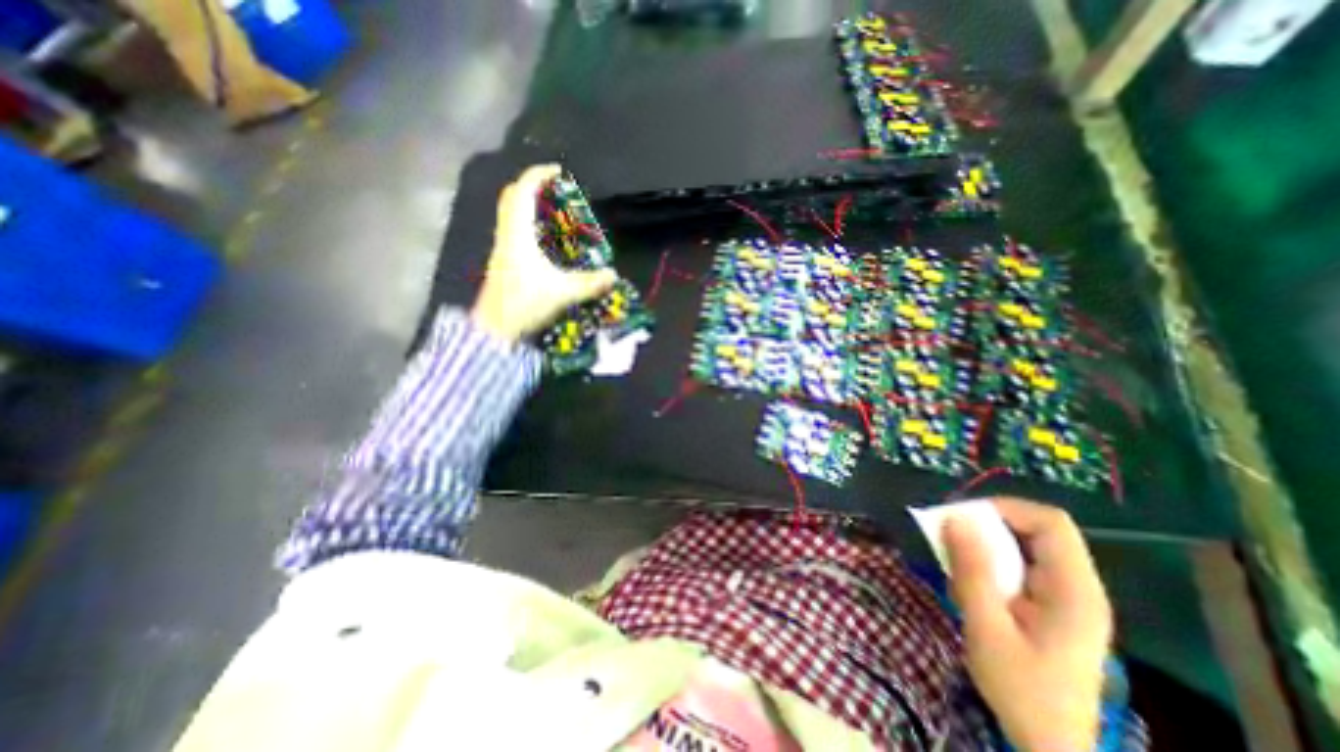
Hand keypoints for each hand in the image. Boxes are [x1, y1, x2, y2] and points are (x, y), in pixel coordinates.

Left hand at [471, 166, 617, 342]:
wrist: (495, 330)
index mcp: (518, 235)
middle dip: (532, 188)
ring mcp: (502, 249)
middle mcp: (507, 236)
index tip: (558, 171)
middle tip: (556, 193)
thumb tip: (612, 275)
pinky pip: (514, 232)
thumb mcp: (562, 293)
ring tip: (554, 215)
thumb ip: (589, 284)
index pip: (523, 192)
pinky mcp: (504, 263)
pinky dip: (529, 226)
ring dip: (530, 207)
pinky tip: (546, 242)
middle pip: (512, 198)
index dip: (539, 175)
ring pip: (511, 215)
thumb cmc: (525, 304)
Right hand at [947, 498, 1115, 751]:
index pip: (1050, 523)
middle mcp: (1078, 588)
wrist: (1051, 746)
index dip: (1006, 508)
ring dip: (985, 547)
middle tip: (950, 537)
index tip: (963, 516)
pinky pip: (1020, 568)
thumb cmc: (1021, 690)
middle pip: (1037, 531)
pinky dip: (990, 565)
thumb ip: (972, 570)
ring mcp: (1068, 599)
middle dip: (989, 526)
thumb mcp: (986, 627)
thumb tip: (955, 518)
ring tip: (956, 567)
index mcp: (1074, 592)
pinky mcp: (1053, 609)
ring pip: (1025, 548)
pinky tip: (971, 588)